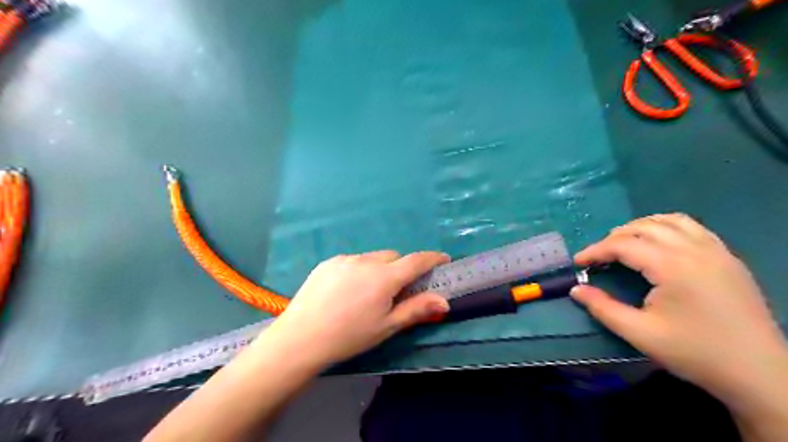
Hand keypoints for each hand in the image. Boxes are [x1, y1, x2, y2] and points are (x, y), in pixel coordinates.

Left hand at [257, 253, 447, 369]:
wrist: (301, 338)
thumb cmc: (349, 336)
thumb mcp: (387, 327)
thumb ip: (416, 310)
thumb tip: (444, 301)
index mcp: (384, 277)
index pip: (416, 260)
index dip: (433, 258)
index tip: (443, 259)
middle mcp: (366, 261)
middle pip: (394, 257)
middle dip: (401, 269)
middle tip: (396, 290)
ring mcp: (345, 259)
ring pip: (373, 258)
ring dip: (379, 269)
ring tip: (367, 293)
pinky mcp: (328, 262)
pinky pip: (353, 261)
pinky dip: (359, 270)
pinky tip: (347, 291)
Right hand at [571, 214, 787, 403]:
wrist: (758, 374)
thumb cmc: (695, 353)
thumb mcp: (640, 333)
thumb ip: (603, 308)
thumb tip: (576, 289)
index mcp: (673, 267)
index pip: (623, 245)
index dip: (595, 250)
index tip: (578, 262)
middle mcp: (695, 250)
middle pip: (643, 227)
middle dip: (614, 237)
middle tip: (598, 256)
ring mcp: (716, 251)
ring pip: (669, 221)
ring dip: (640, 227)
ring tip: (624, 243)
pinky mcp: (728, 258)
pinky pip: (692, 227)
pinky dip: (667, 226)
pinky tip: (658, 242)